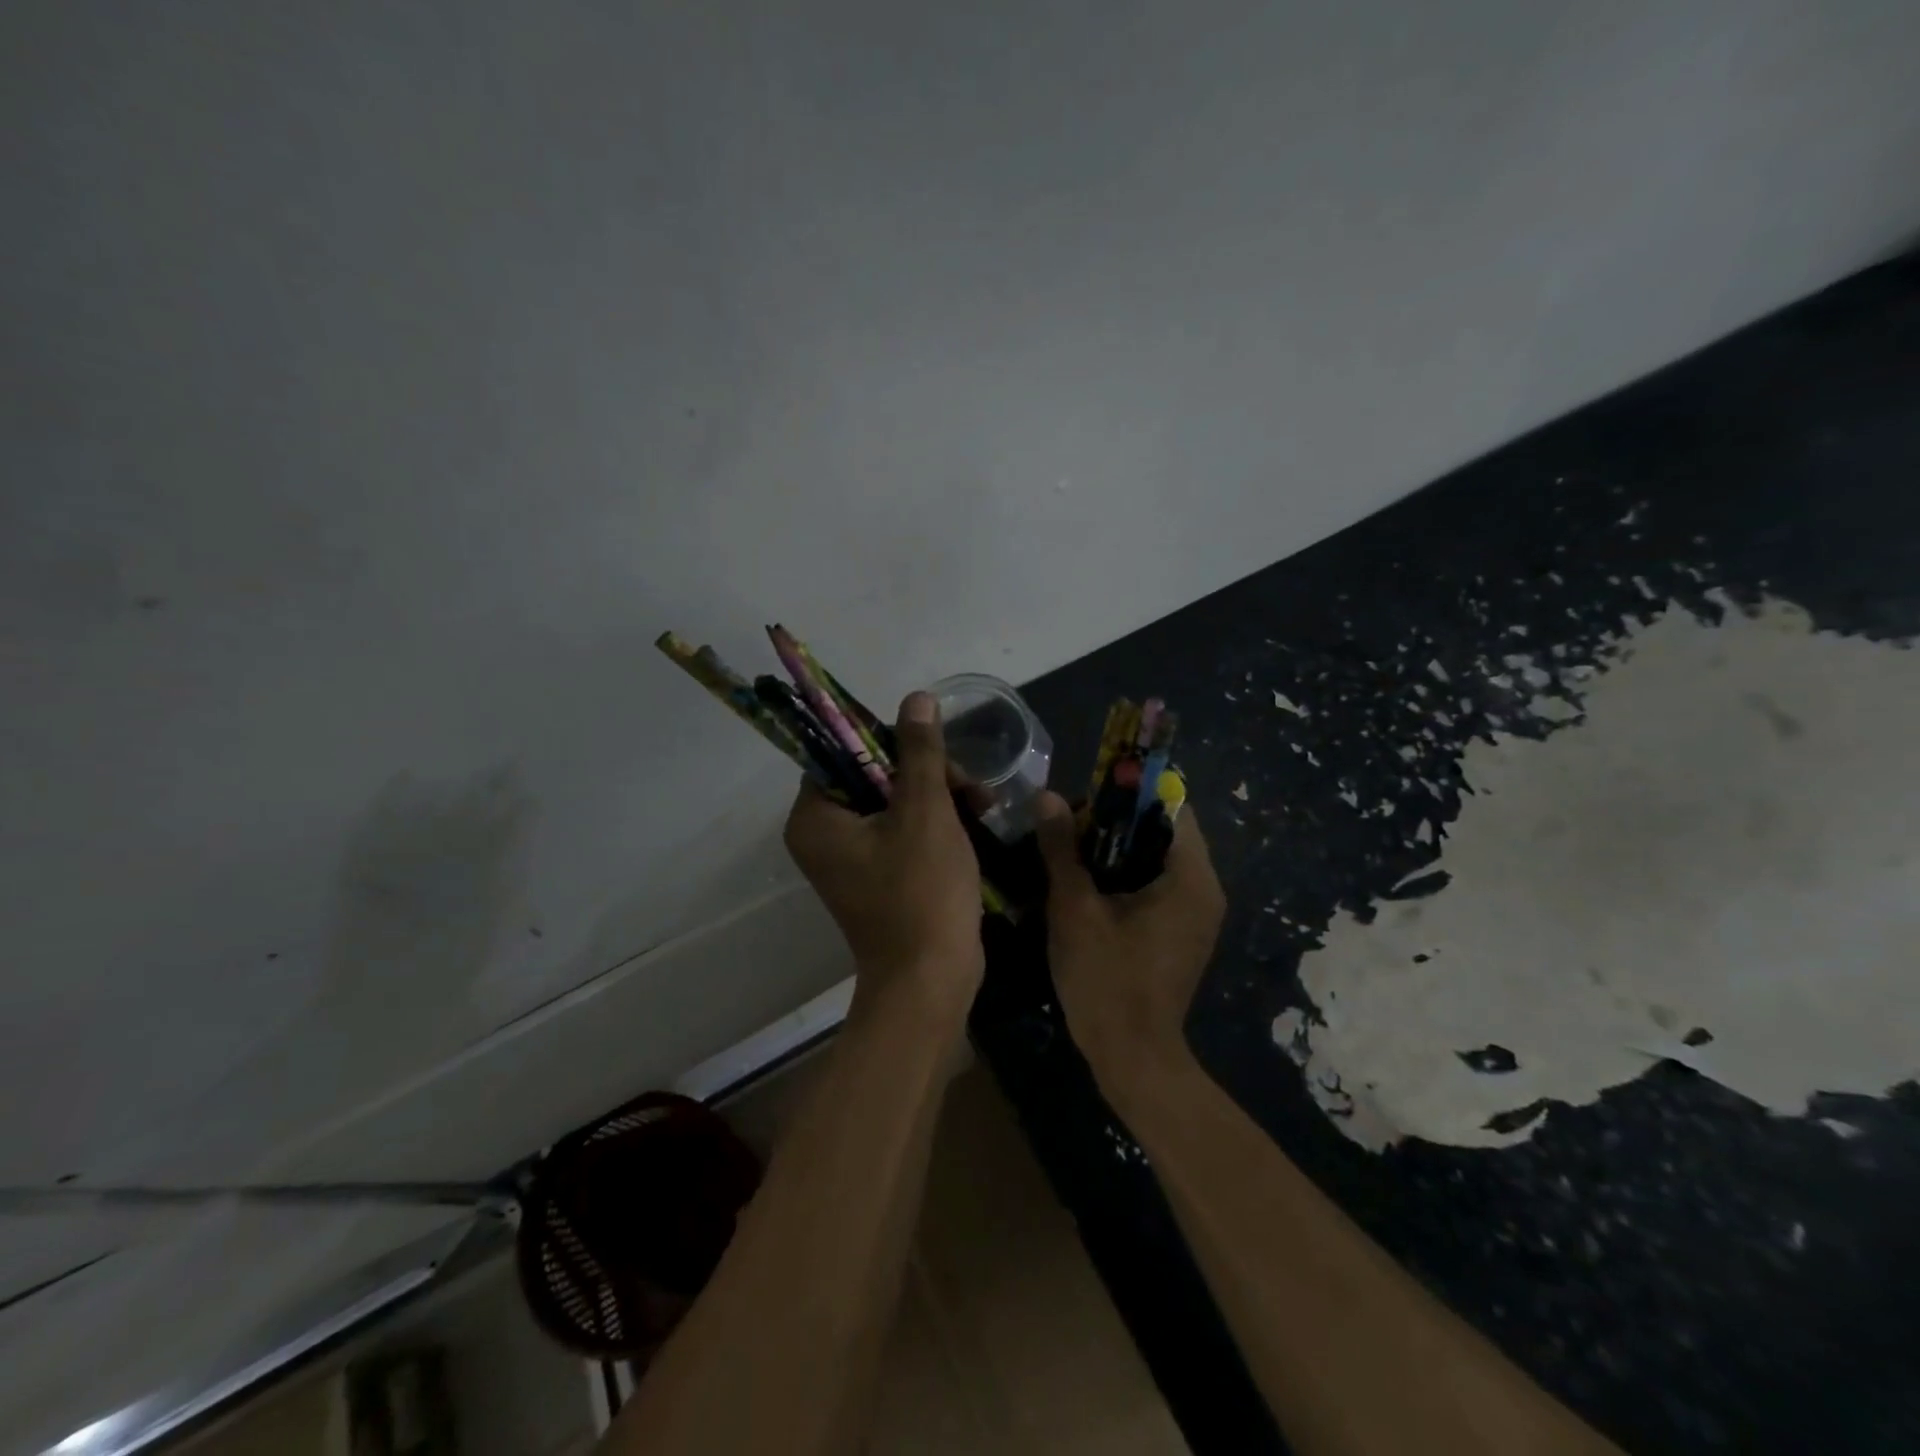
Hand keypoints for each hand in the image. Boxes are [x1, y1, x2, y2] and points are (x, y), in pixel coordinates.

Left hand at [784, 692, 984, 1024]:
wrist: (931, 981)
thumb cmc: (922, 892)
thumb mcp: (926, 812)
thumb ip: (920, 751)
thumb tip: (916, 698)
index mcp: (816, 817)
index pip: (843, 752)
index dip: (889, 741)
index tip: (931, 749)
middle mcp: (824, 834)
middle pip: (874, 774)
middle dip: (926, 772)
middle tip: (968, 784)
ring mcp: (852, 858)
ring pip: (896, 800)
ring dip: (940, 794)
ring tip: (983, 802)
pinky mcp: (880, 874)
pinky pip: (903, 830)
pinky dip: (937, 821)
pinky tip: (977, 818)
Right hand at [1034, 791, 1225, 1090]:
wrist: (1132, 1058)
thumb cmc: (1106, 979)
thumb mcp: (1075, 907)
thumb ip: (1062, 847)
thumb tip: (1047, 796)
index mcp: (1191, 877)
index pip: (1171, 806)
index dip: (1128, 793)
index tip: (1086, 798)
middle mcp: (1205, 889)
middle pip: (1163, 830)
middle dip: (1115, 822)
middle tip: (1069, 827)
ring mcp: (1196, 914)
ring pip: (1157, 858)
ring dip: (1116, 849)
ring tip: (1070, 853)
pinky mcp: (1182, 933)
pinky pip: (1156, 885)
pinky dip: (1124, 876)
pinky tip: (1086, 885)